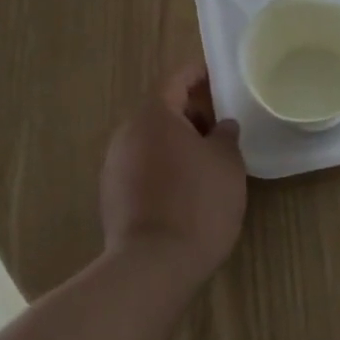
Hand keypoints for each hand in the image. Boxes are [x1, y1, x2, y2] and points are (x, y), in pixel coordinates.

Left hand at [99, 64, 246, 280]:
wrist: (153, 264)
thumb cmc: (198, 203)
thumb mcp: (227, 163)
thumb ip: (225, 136)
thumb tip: (221, 126)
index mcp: (154, 116)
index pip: (176, 80)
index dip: (198, 75)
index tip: (217, 75)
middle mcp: (127, 133)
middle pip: (161, 111)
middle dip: (191, 113)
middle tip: (221, 124)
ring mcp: (114, 165)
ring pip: (151, 140)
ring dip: (177, 142)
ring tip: (208, 158)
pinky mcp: (112, 194)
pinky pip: (142, 166)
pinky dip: (164, 165)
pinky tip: (186, 186)